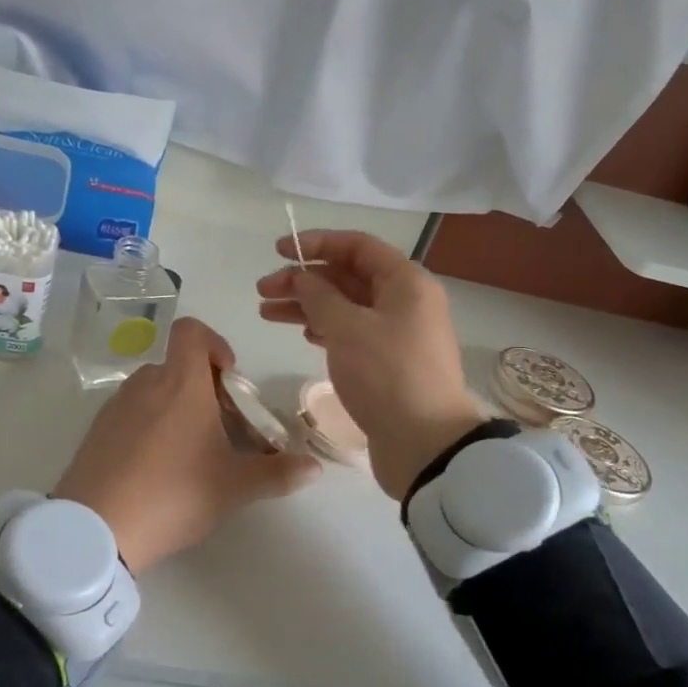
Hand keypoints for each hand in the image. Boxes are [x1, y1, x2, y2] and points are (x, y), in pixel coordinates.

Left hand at [54, 318, 320, 571]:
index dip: (215, 344)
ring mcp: (115, 406)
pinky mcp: (96, 431)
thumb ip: (277, 473)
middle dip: (204, 388)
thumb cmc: (174, 494)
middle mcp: (146, 383)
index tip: (229, 382)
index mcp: (181, 383)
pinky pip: (131, 413)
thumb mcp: (233, 487)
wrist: (96, 529)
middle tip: (221, 429)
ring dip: (176, 408)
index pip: (193, 331)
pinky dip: (149, 426)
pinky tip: (156, 469)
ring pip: (154, 390)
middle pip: (177, 365)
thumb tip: (314, 468)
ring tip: (191, 453)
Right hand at [257, 230, 483, 499]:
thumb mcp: (347, 328)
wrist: (425, 443)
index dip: (317, 243)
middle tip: (263, 291)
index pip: (357, 246)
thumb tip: (302, 278)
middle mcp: (405, 302)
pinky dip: (326, 330)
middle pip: (348, 277)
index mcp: (406, 282)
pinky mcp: (389, 363)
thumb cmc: (387, 375)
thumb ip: (319, 296)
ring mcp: (398, 334)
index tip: (279, 251)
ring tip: (267, 312)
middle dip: (304, 280)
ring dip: (308, 306)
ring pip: (346, 307)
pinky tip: (303, 335)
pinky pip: (353, 334)